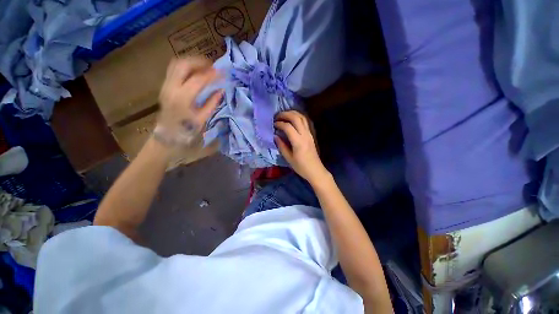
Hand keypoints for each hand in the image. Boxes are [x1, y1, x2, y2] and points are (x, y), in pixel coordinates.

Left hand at [155, 57, 222, 145]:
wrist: (167, 133)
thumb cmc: (187, 129)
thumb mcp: (203, 117)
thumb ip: (212, 102)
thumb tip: (221, 90)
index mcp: (183, 98)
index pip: (198, 79)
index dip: (212, 74)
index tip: (222, 73)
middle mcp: (172, 87)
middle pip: (184, 65)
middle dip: (200, 62)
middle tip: (212, 66)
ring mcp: (166, 84)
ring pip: (177, 63)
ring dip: (192, 62)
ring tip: (204, 67)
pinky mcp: (165, 84)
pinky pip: (174, 68)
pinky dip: (185, 66)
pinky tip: (195, 71)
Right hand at [274, 111, 330, 185]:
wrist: (315, 170)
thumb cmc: (301, 167)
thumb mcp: (289, 158)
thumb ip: (281, 146)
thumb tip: (275, 136)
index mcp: (298, 142)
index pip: (288, 127)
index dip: (280, 124)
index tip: (274, 125)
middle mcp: (305, 135)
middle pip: (296, 118)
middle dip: (285, 114)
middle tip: (277, 116)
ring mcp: (309, 134)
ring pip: (302, 117)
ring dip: (293, 113)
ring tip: (284, 115)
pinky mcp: (311, 135)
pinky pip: (305, 121)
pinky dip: (298, 117)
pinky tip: (293, 119)